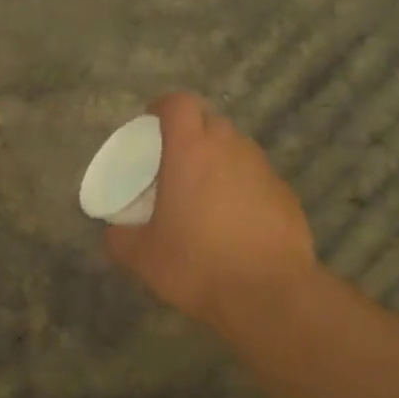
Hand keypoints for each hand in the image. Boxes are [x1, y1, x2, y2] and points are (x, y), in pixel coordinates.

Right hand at [103, 92, 317, 329]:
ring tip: (204, 196)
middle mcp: (230, 149)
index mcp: (190, 151)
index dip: (162, 108)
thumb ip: (119, 237)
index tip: (151, 126)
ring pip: (236, 148)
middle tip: (174, 166)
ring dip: (218, 161)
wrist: (269, 294)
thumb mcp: (141, 258)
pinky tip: (235, 223)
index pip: (178, 103)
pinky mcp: (286, 193)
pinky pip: (257, 177)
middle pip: (209, 121)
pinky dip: (242, 187)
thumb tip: (112, 231)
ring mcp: (263, 169)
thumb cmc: (197, 266)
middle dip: (190, 134)